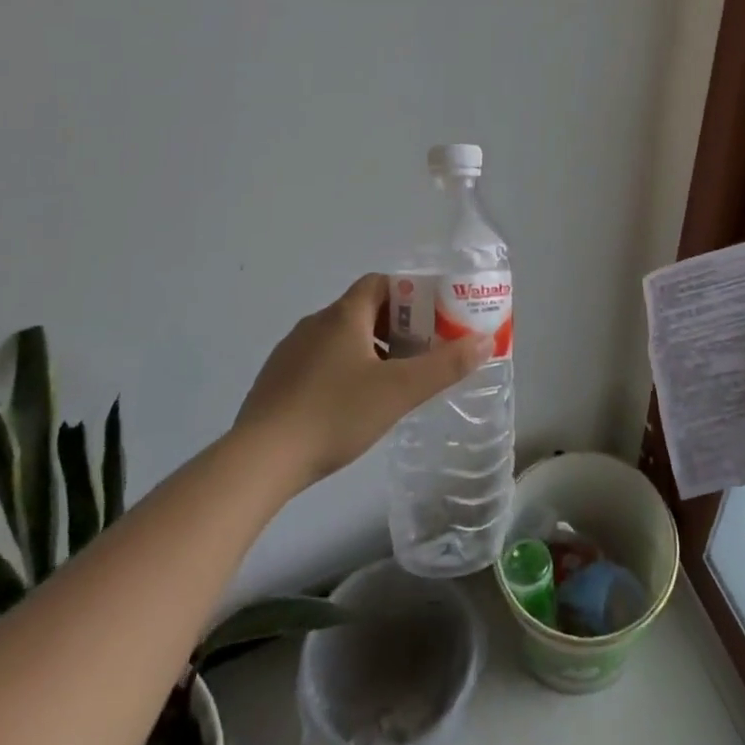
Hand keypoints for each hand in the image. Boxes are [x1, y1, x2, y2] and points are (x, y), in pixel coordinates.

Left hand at [237, 273, 492, 489]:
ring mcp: (289, 353)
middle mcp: (314, 324)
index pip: (379, 283)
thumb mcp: (399, 391)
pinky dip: (341, 372)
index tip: (431, 319)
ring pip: (339, 339)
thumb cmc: (334, 414)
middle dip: (394, 327)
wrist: (259, 461)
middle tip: (420, 354)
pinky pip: (318, 363)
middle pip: (362, 311)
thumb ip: (445, 365)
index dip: (408, 294)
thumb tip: (484, 340)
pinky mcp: (275, 382)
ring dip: (368, 351)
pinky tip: (349, 406)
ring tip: (390, 383)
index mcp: (343, 316)